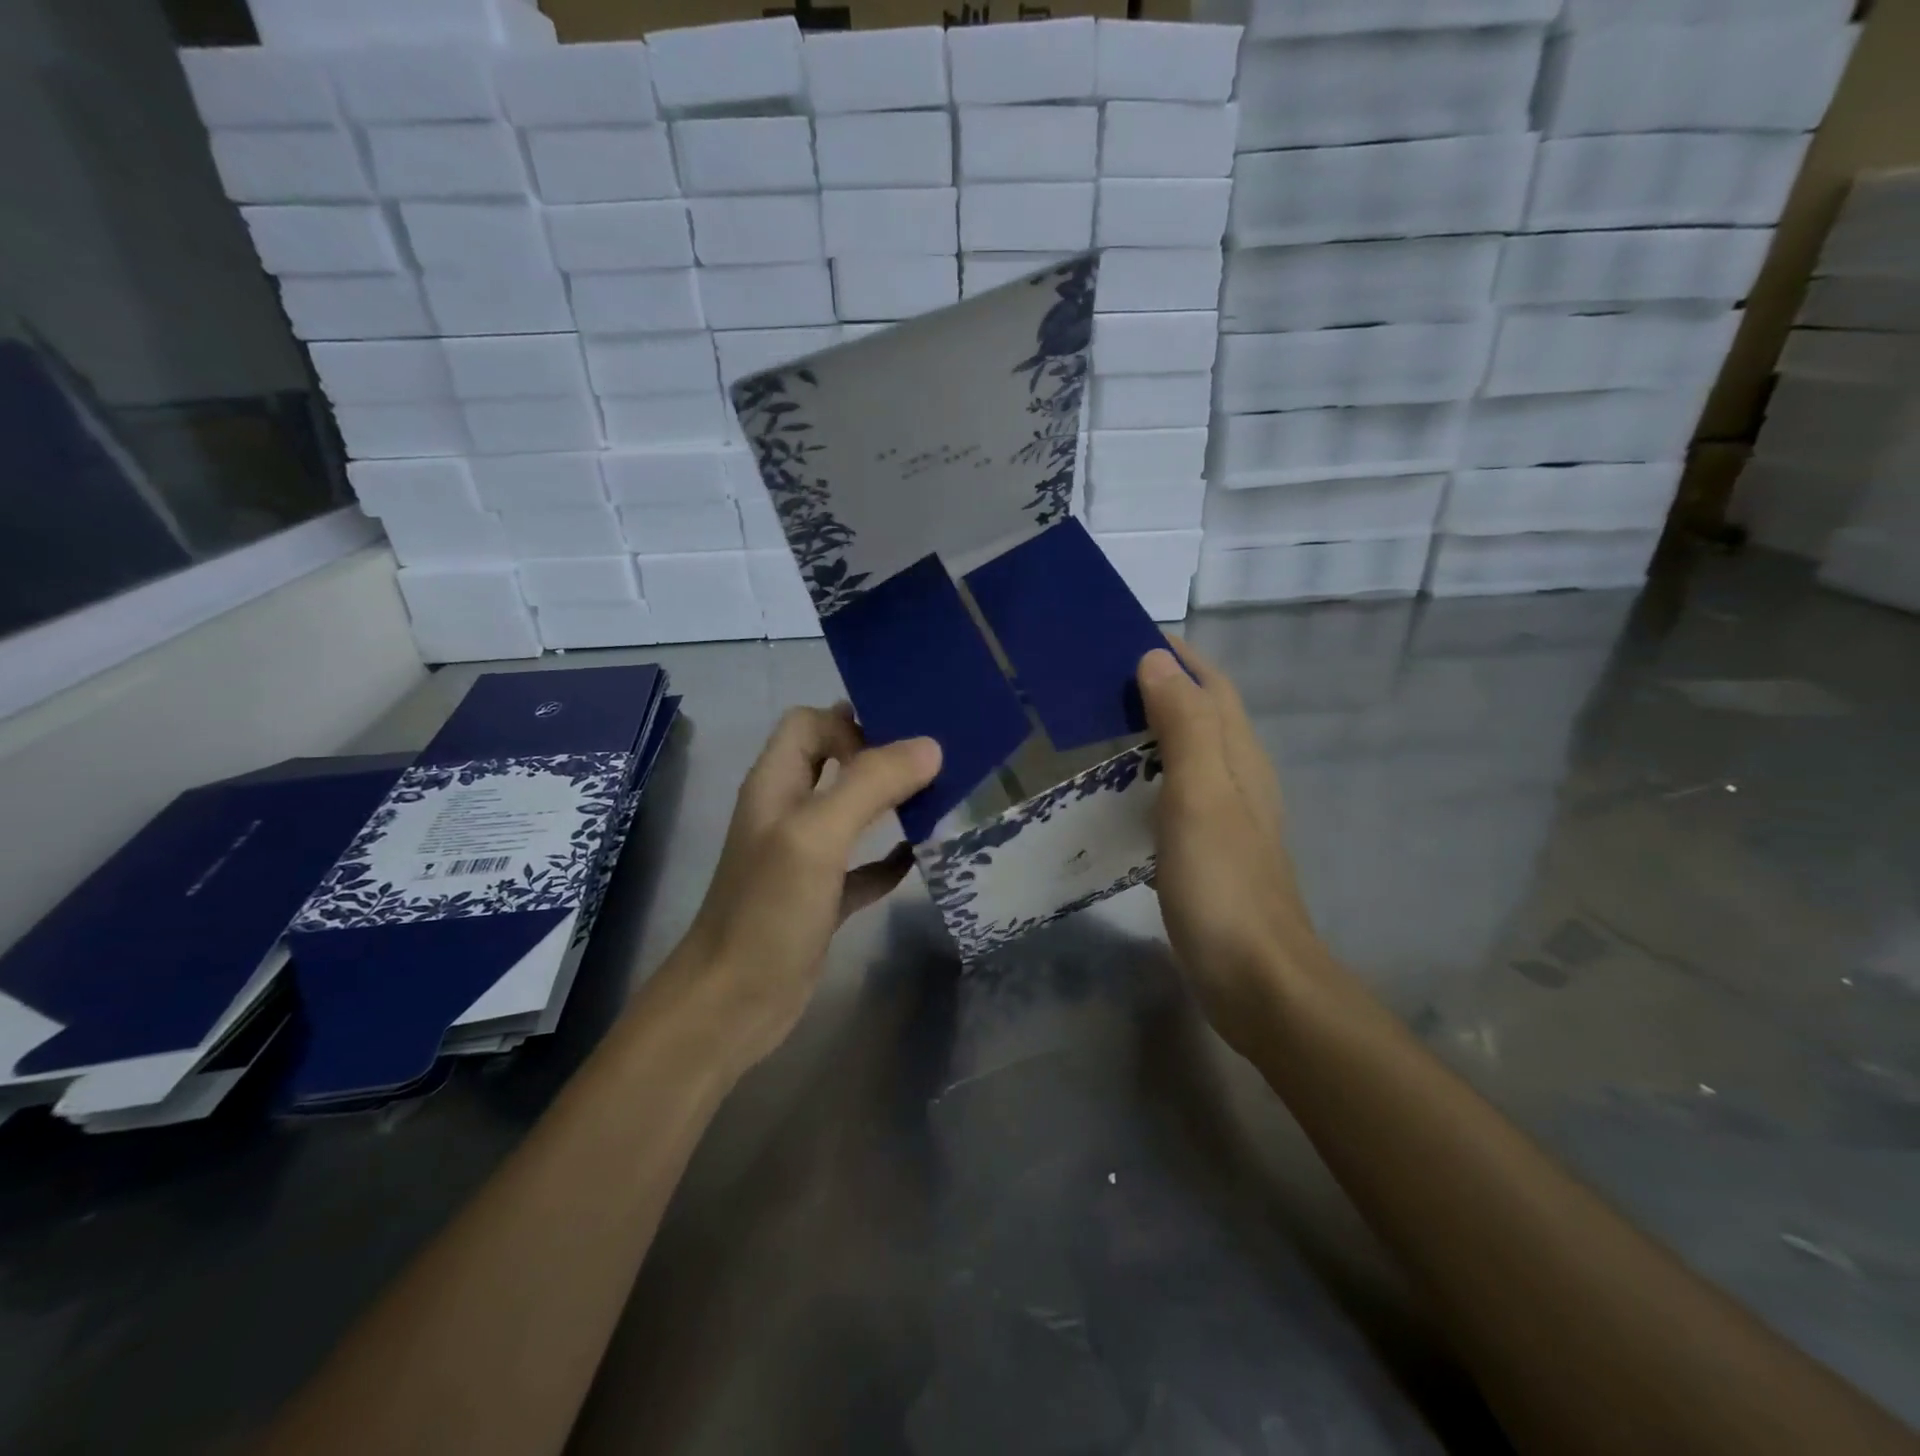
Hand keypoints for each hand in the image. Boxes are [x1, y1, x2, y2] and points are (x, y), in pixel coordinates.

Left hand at [667, 705, 941, 1073]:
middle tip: (936, 763)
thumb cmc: (768, 910)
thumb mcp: (817, 836)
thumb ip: (870, 785)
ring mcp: (803, 857)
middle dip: (880, 756)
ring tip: (940, 799)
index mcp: (776, 784)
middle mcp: (788, 812)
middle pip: (834, 762)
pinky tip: (919, 859)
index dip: (849, 723)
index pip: (809, 724)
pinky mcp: (821, 898)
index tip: (899, 744)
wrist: (733, 1004)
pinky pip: (861, 866)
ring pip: (851, 812)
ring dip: (890, 804)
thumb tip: (929, 747)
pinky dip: (888, 858)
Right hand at [1138, 642, 1330, 1052]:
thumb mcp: (1199, 795)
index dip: (1177, 656)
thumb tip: (1157, 660)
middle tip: (1098, 679)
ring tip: (1101, 723)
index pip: (1212, 685)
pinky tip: (1121, 790)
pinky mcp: (1210, 851)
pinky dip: (1150, 773)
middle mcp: (1240, 778)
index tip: (1124, 636)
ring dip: (1154, 728)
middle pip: (1203, 714)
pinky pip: (1179, 792)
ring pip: (1191, 752)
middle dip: (1161, 685)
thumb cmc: (1222, 883)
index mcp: (1240, 757)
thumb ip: (1183, 727)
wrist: (1256, 978)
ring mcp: (1228, 817)